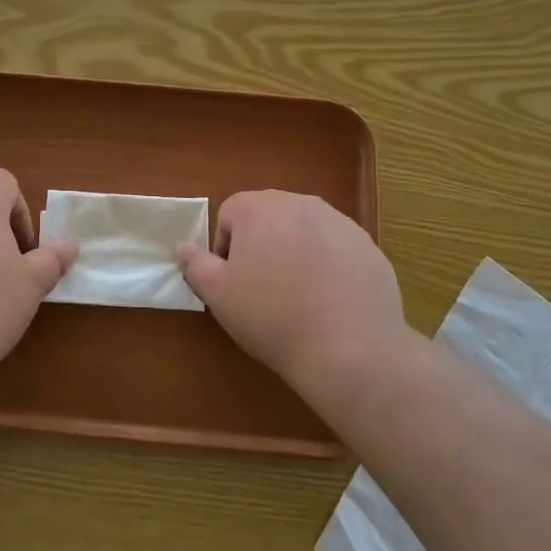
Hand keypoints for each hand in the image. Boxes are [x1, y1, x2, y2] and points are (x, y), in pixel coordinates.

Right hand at [177, 190, 407, 380]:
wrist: (349, 347)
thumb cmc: (272, 316)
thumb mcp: (219, 295)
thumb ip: (196, 264)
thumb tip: (183, 247)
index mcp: (259, 208)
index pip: (229, 214)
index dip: (224, 248)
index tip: (232, 283)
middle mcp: (301, 203)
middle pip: (268, 217)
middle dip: (260, 246)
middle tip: (262, 290)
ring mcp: (340, 222)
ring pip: (304, 231)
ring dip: (295, 253)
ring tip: (298, 297)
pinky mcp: (368, 246)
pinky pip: (336, 250)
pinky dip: (327, 267)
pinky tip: (329, 303)